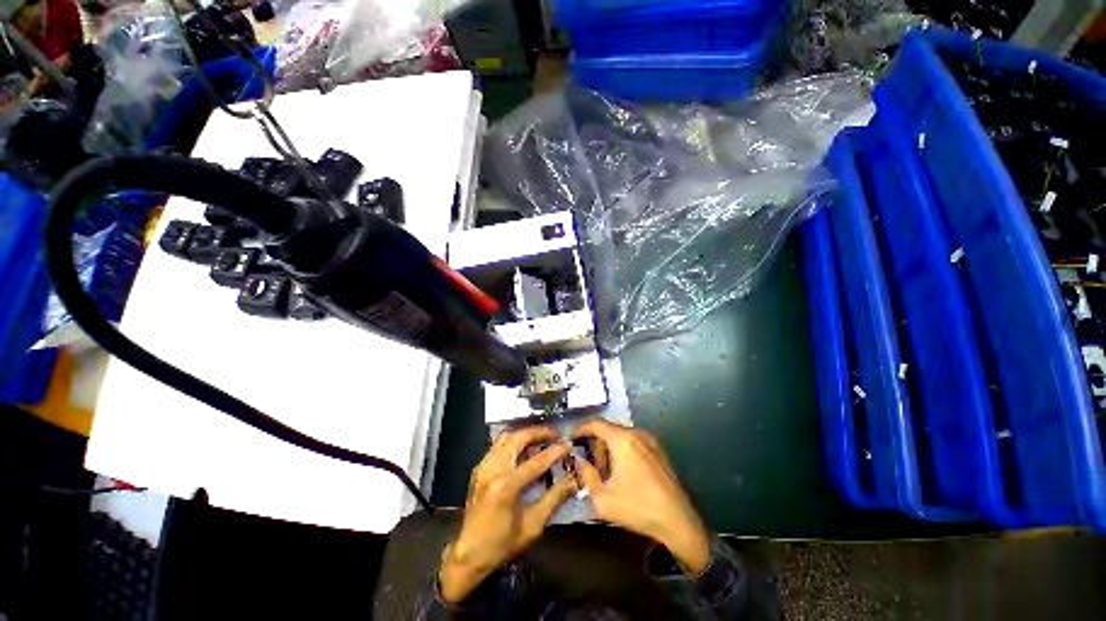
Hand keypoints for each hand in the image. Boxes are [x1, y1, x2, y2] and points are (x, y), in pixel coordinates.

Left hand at [439, 426, 574, 602]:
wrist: (469, 554)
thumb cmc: (503, 543)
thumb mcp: (533, 525)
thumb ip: (554, 498)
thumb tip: (573, 480)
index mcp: (506, 486)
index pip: (536, 461)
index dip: (555, 451)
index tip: (568, 444)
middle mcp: (493, 469)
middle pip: (518, 438)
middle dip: (539, 432)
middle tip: (555, 435)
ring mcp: (484, 466)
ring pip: (507, 437)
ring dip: (525, 434)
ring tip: (541, 439)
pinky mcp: (479, 467)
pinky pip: (498, 445)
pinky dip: (513, 441)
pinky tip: (523, 449)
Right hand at [572, 420, 709, 573]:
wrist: (677, 521)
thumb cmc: (638, 508)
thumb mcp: (603, 498)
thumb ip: (587, 475)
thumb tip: (581, 461)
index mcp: (623, 440)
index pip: (596, 424)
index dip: (581, 429)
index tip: (572, 438)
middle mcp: (637, 433)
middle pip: (609, 429)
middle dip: (596, 443)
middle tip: (590, 463)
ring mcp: (650, 440)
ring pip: (621, 436)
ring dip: (609, 448)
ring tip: (606, 471)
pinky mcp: (658, 449)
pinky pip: (633, 441)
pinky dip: (623, 450)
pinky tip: (623, 471)